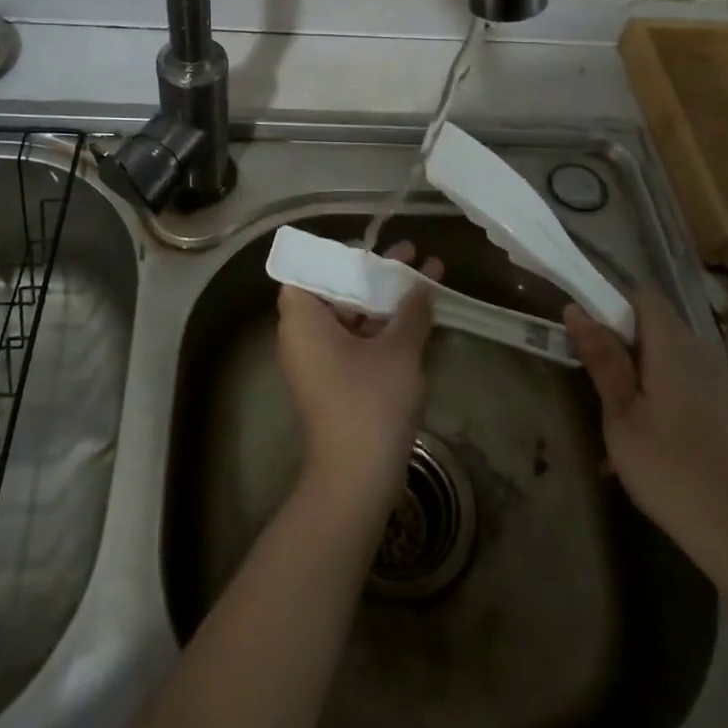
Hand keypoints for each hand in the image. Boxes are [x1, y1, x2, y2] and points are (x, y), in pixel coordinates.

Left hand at [277, 240, 443, 507]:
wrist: (356, 479)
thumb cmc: (369, 401)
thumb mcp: (397, 350)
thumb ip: (410, 311)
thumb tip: (422, 286)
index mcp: (302, 318)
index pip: (309, 270)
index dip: (339, 256)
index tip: (371, 249)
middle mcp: (302, 336)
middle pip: (336, 290)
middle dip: (375, 273)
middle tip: (411, 253)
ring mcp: (317, 362)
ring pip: (350, 317)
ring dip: (384, 299)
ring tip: (425, 275)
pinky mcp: (334, 384)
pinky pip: (355, 342)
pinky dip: (381, 328)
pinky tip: (417, 317)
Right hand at [565, 289, 727, 559]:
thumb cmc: (671, 468)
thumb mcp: (621, 414)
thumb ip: (602, 359)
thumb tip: (576, 309)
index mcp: (672, 343)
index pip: (641, 295)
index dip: (609, 302)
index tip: (582, 331)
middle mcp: (698, 349)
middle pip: (651, 323)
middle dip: (617, 340)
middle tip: (589, 377)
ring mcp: (714, 379)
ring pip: (663, 354)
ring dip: (633, 371)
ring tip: (610, 414)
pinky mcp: (721, 406)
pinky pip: (679, 379)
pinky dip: (654, 392)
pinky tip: (640, 437)